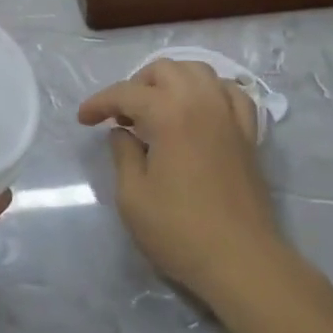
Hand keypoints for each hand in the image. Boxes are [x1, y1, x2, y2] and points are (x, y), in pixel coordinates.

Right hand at [78, 59, 284, 308]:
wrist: (242, 262)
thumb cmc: (180, 231)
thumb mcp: (132, 197)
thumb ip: (122, 154)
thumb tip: (122, 132)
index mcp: (169, 113)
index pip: (126, 93)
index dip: (99, 103)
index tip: (83, 119)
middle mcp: (201, 102)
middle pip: (164, 70)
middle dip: (136, 85)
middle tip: (122, 115)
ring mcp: (229, 116)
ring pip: (199, 71)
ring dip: (173, 79)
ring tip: (158, 106)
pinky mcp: (248, 134)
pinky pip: (231, 93)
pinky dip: (211, 91)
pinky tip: (200, 108)